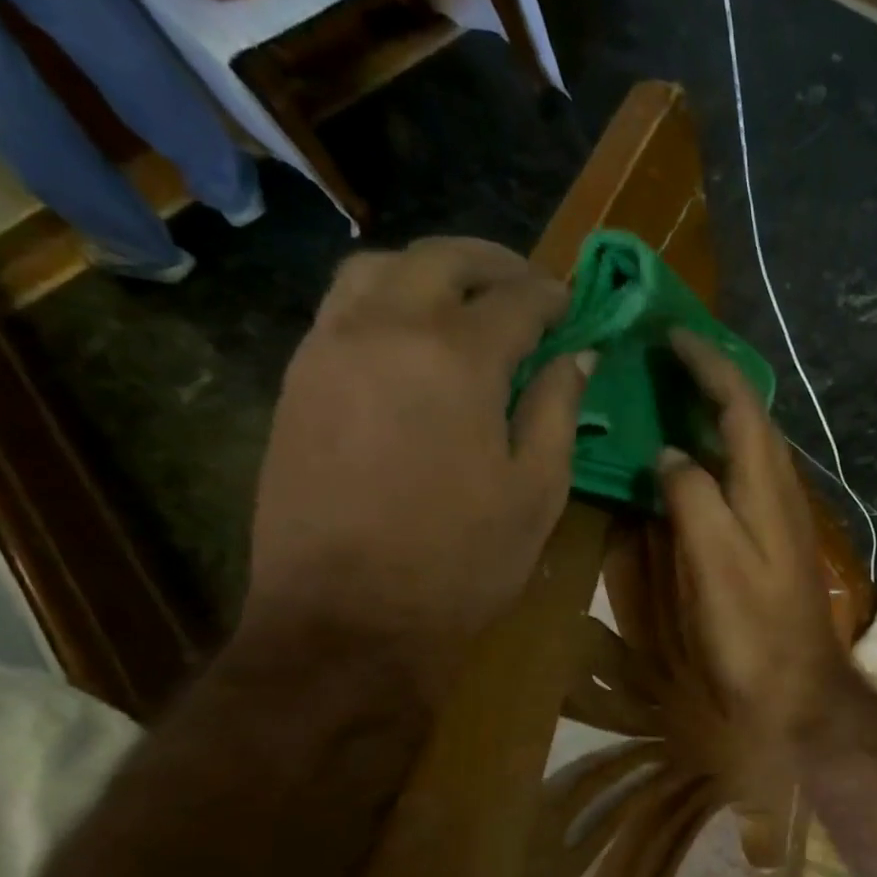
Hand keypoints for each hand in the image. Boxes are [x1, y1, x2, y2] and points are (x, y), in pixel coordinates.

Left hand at [243, 237, 590, 691]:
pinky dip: (388, 298)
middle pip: (441, 260)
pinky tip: (415, 337)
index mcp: (456, 359)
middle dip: (494, 263)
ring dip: (432, 270)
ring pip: (378, 269)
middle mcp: (385, 330)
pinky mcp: (298, 379)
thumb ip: (558, 410)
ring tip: (468, 300)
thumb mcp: (537, 490)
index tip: (575, 304)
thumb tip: (578, 357)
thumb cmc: (463, 560)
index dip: (552, 297)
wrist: (348, 616)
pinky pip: (343, 307)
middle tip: (528, 286)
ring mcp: (329, 349)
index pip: (515, 300)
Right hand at [656, 329, 848, 761]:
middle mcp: (779, 490)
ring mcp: (778, 516)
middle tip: (662, 356)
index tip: (669, 335)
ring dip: (712, 414)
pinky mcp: (771, 540)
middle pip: (749, 418)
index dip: (708, 365)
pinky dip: (713, 454)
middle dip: (711, 379)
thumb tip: (668, 456)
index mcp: (767, 486)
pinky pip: (740, 477)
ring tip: (668, 393)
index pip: (741, 404)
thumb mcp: (716, 561)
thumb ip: (693, 499)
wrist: (796, 690)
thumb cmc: (753, 631)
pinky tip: (687, 461)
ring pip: (747, 447)